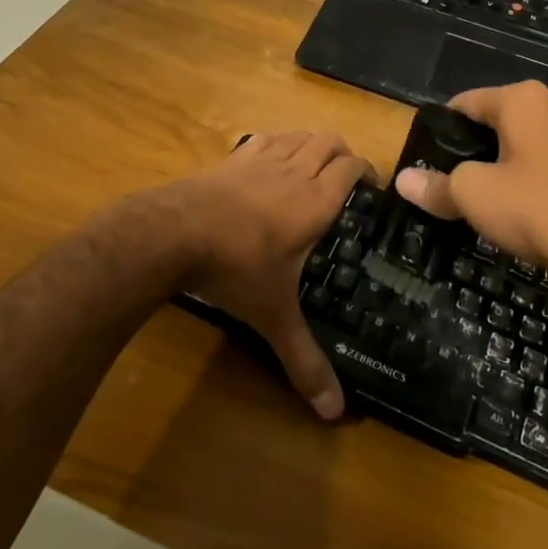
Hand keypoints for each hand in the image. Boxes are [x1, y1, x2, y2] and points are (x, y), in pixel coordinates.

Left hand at [167, 130, 372, 419]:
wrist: (173, 232)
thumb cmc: (235, 269)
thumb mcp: (274, 316)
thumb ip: (304, 359)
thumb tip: (335, 414)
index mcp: (315, 201)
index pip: (352, 168)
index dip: (367, 171)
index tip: (373, 189)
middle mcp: (293, 171)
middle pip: (329, 140)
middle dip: (343, 153)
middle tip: (346, 179)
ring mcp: (260, 159)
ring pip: (298, 134)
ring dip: (311, 144)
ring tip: (313, 166)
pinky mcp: (231, 157)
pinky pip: (264, 138)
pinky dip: (277, 143)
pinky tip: (270, 161)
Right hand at [394, 81, 547, 286]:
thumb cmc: (535, 208)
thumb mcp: (473, 195)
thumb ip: (435, 185)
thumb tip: (403, 180)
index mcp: (523, 99)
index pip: (464, 102)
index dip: (440, 131)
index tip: (423, 161)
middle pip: (492, 123)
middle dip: (468, 151)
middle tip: (445, 184)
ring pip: (518, 147)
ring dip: (495, 169)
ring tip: (475, 201)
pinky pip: (541, 167)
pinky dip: (522, 183)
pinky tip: (512, 213)